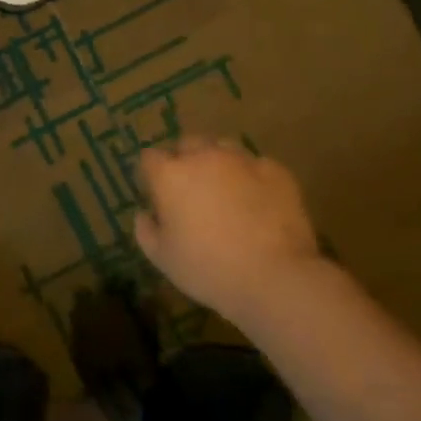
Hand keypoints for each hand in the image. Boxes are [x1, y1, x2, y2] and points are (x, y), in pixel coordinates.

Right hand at [134, 138, 324, 331]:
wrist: (275, 276)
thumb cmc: (208, 269)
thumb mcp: (163, 259)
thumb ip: (146, 231)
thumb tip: (144, 213)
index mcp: (171, 176)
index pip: (150, 158)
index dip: (151, 175)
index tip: (157, 195)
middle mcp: (204, 157)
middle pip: (187, 144)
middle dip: (185, 161)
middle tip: (191, 192)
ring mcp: (243, 160)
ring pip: (223, 148)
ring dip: (218, 163)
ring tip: (226, 192)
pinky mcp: (275, 170)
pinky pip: (256, 165)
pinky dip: (251, 177)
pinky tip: (257, 202)